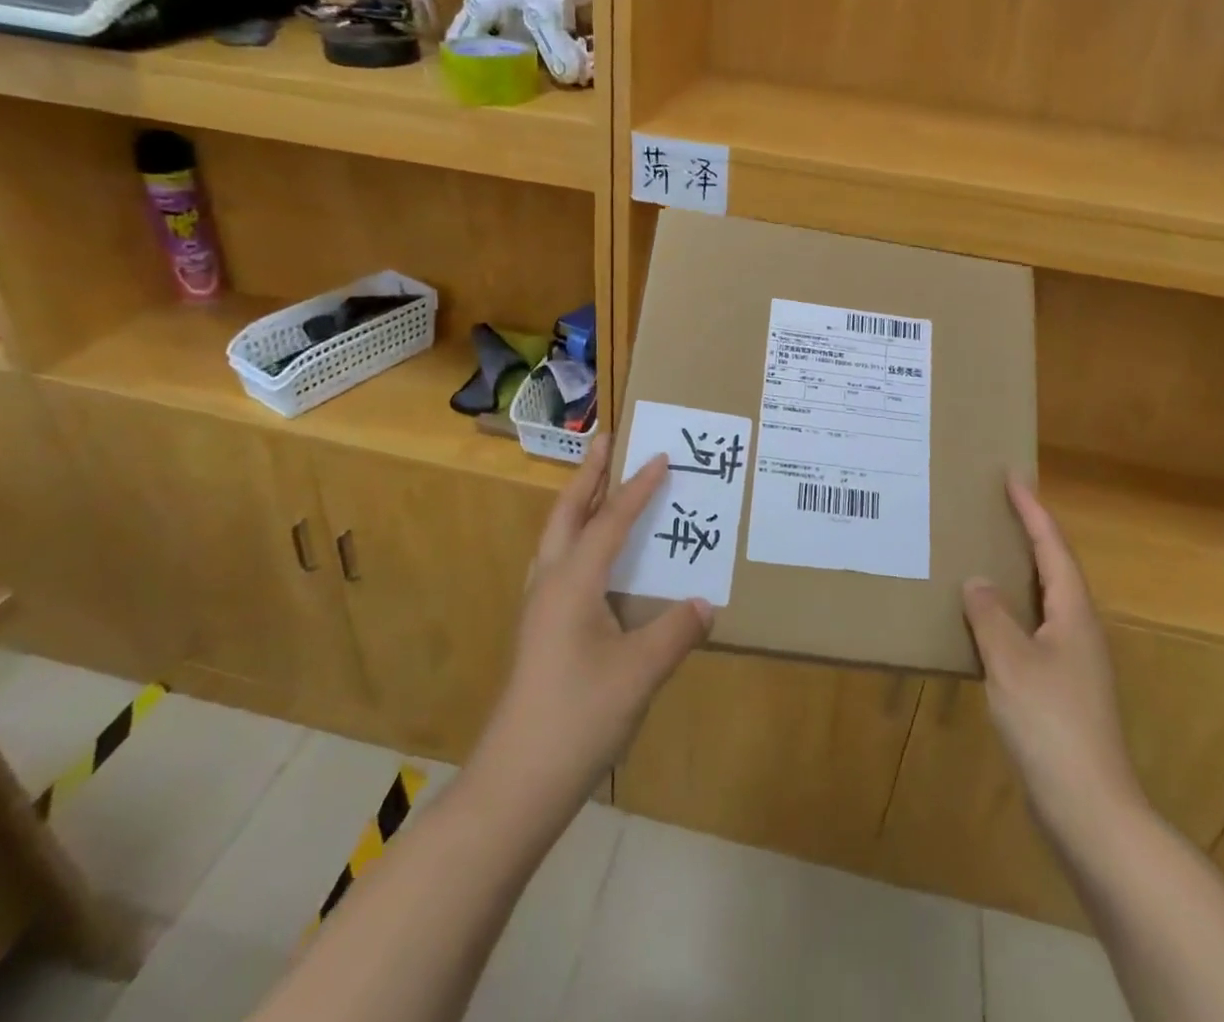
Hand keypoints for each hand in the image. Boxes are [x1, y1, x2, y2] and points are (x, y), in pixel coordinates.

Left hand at [473, 442, 710, 811]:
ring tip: (599, 486)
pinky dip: (577, 540)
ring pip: (557, 538)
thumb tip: (706, 603)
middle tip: (607, 441)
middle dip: (588, 475)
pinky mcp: (540, 631)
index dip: (637, 488)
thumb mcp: (640, 673)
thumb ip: (676, 631)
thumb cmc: (579, 718)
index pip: (611, 521)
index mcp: (574, 582)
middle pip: (568, 514)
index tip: (660, 456)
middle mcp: (551, 583)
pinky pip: (559, 564)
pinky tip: (593, 559)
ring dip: (579, 504)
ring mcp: (539, 608)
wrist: (517, 783)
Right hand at [962, 475, 1146, 845]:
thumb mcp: (1012, 662)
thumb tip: (976, 581)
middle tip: (997, 507)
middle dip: (1029, 535)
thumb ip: (990, 615)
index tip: (1013, 477)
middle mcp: (1079, 631)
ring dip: (1018, 573)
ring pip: (1043, 601)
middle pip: (1054, 569)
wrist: (1089, 808)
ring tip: (985, 553)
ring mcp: (1073, 663)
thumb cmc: (1051, 724)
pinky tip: (984, 622)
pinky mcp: (1061, 689)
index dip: (1033, 511)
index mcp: (1073, 615)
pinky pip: (1032, 631)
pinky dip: (1009, 612)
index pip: (1052, 548)